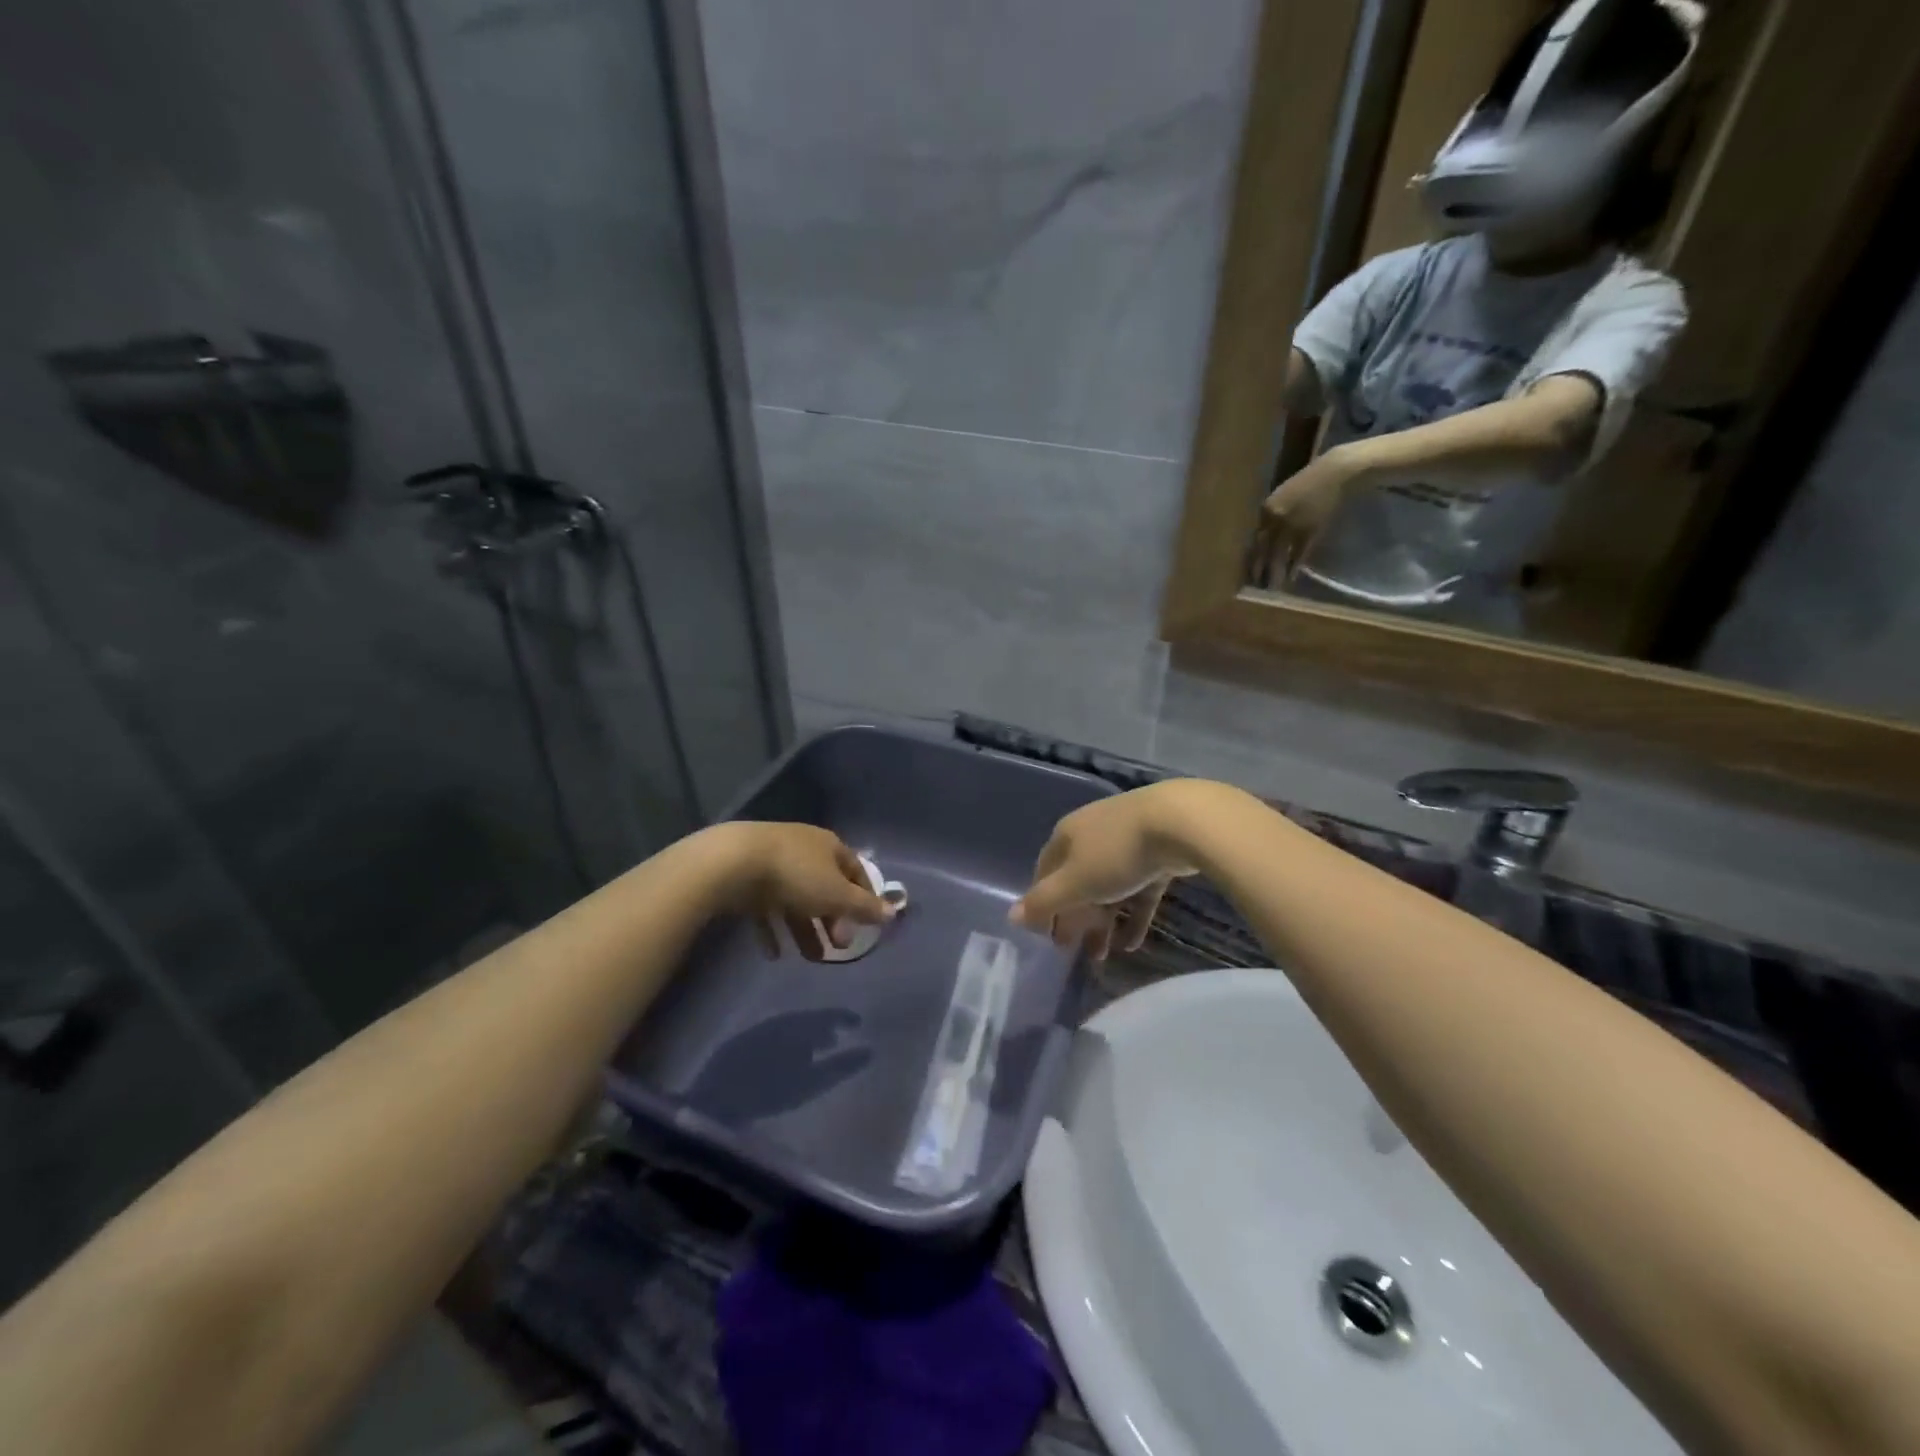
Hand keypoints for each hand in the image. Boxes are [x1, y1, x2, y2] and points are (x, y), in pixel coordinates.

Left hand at [706, 822, 891, 960]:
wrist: (733, 863)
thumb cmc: (796, 875)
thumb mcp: (837, 895)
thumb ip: (864, 907)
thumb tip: (893, 912)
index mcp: (829, 847)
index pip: (855, 871)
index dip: (864, 897)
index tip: (867, 924)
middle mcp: (804, 851)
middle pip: (825, 888)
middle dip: (833, 920)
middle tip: (839, 947)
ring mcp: (773, 864)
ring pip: (796, 900)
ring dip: (805, 930)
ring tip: (810, 958)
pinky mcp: (747, 880)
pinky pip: (766, 908)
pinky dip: (773, 929)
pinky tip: (774, 954)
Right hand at [1009, 782, 1217, 960]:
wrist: (1180, 823)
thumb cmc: (1116, 852)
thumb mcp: (1075, 882)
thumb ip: (1044, 901)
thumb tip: (1012, 916)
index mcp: (1066, 836)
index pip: (1044, 872)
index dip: (1041, 904)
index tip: (1045, 936)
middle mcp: (1092, 836)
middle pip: (1077, 882)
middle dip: (1074, 919)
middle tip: (1072, 951)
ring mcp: (1126, 843)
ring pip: (1108, 889)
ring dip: (1102, 923)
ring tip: (1102, 957)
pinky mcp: (1156, 855)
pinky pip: (1138, 890)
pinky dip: (1132, 916)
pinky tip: (1132, 944)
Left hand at [1260, 447, 1363, 580]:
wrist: (1333, 473)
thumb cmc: (1308, 484)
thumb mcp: (1282, 497)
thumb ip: (1271, 516)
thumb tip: (1264, 538)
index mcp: (1265, 510)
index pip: (1256, 538)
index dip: (1253, 555)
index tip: (1250, 569)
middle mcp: (1275, 519)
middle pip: (1263, 548)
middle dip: (1259, 568)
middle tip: (1256, 584)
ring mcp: (1292, 525)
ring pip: (1279, 554)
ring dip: (1275, 572)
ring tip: (1272, 587)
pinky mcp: (1310, 530)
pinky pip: (1298, 553)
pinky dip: (1294, 566)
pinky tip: (1292, 577)